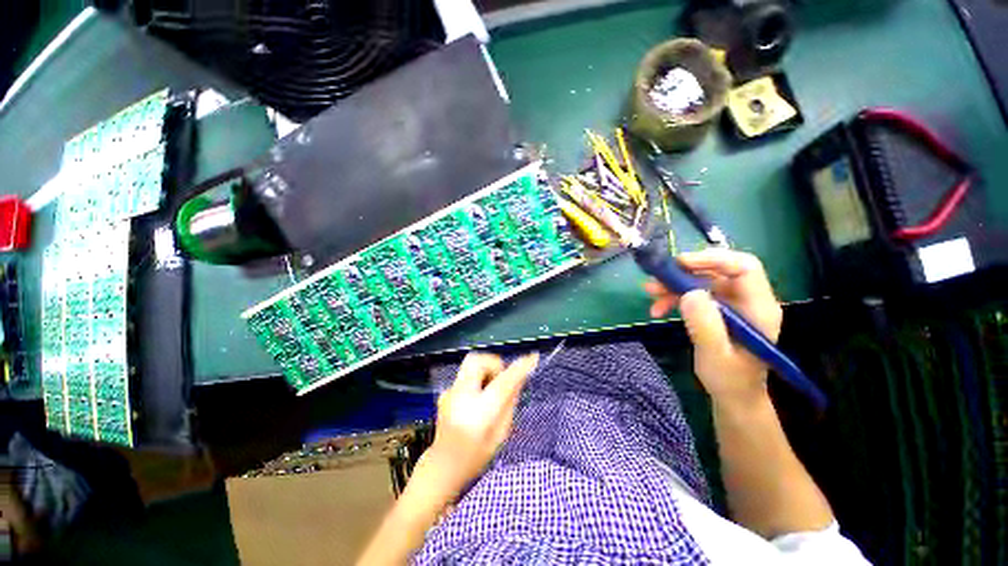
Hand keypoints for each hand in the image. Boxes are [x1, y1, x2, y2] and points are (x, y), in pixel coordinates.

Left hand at [423, 352, 538, 495]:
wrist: (442, 467)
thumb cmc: (476, 457)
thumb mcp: (501, 434)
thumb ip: (510, 403)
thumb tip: (519, 378)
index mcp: (479, 414)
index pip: (503, 383)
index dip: (520, 368)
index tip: (533, 357)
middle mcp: (461, 397)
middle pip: (478, 360)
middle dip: (494, 363)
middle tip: (501, 379)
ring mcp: (450, 392)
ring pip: (471, 363)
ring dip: (486, 369)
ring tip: (490, 389)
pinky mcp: (446, 391)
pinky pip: (466, 374)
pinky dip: (477, 378)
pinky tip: (477, 399)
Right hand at [644, 249, 781, 407]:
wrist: (733, 395)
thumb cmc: (730, 380)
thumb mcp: (715, 356)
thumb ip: (705, 325)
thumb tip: (689, 293)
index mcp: (758, 308)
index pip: (744, 268)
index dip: (713, 259)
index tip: (680, 264)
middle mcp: (747, 300)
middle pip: (717, 271)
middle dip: (684, 273)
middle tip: (656, 280)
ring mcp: (732, 304)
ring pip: (701, 281)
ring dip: (674, 285)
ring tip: (650, 293)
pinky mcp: (717, 310)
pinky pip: (694, 294)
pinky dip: (674, 297)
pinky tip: (658, 308)